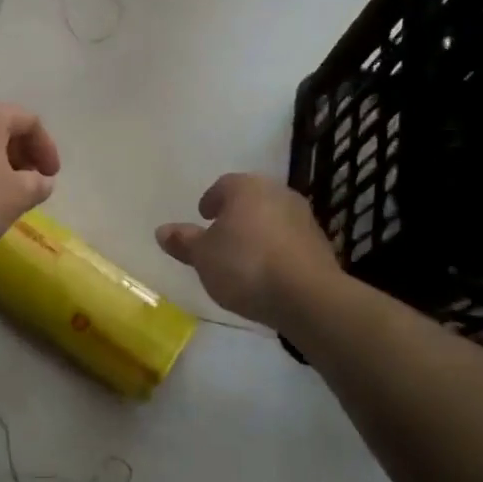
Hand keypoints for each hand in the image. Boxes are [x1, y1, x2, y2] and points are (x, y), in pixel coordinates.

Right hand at [156, 174, 337, 329]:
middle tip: (220, 235)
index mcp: (247, 188)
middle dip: (236, 215)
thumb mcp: (203, 257)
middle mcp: (278, 193)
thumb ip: (184, 242)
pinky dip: (275, 250)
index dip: (211, 201)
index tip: (203, 217)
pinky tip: (266, 272)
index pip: (224, 185)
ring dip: (258, 232)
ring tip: (242, 257)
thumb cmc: (245, 266)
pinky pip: (288, 241)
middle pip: (251, 200)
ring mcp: (303, 218)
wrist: (306, 296)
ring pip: (272, 219)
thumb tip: (163, 231)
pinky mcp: (320, 244)